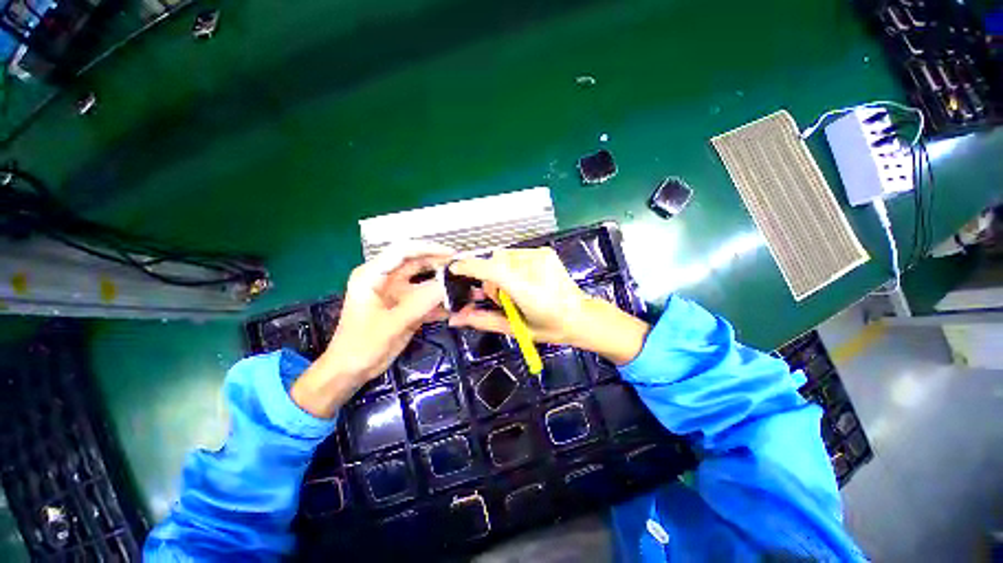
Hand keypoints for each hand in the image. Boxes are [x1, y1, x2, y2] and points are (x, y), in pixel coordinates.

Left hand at [292, 241, 453, 417]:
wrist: (352, 371)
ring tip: (464, 287)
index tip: (451, 254)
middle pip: (417, 263)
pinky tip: (456, 307)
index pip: (402, 251)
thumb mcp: (390, 324)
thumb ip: (419, 304)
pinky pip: (427, 299)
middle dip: (439, 265)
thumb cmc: (361, 345)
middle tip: (463, 270)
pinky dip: (440, 302)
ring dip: (443, 285)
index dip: (428, 248)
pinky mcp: (407, 307)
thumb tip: (446, 286)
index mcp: (373, 275)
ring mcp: (398, 293)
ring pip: (425, 281)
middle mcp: (386, 279)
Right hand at [448, 248, 649, 364]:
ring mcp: (541, 256)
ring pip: (504, 257)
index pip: (493, 271)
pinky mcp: (545, 251)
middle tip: (500, 297)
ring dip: (501, 271)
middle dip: (491, 278)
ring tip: (514, 288)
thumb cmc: (549, 328)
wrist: (580, 316)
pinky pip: (516, 254)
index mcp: (528, 291)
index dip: (470, 267)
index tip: (453, 268)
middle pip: (496, 262)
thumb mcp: (514, 329)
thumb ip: (483, 321)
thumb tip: (455, 318)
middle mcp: (535, 267)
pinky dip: (512, 266)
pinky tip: (525, 279)